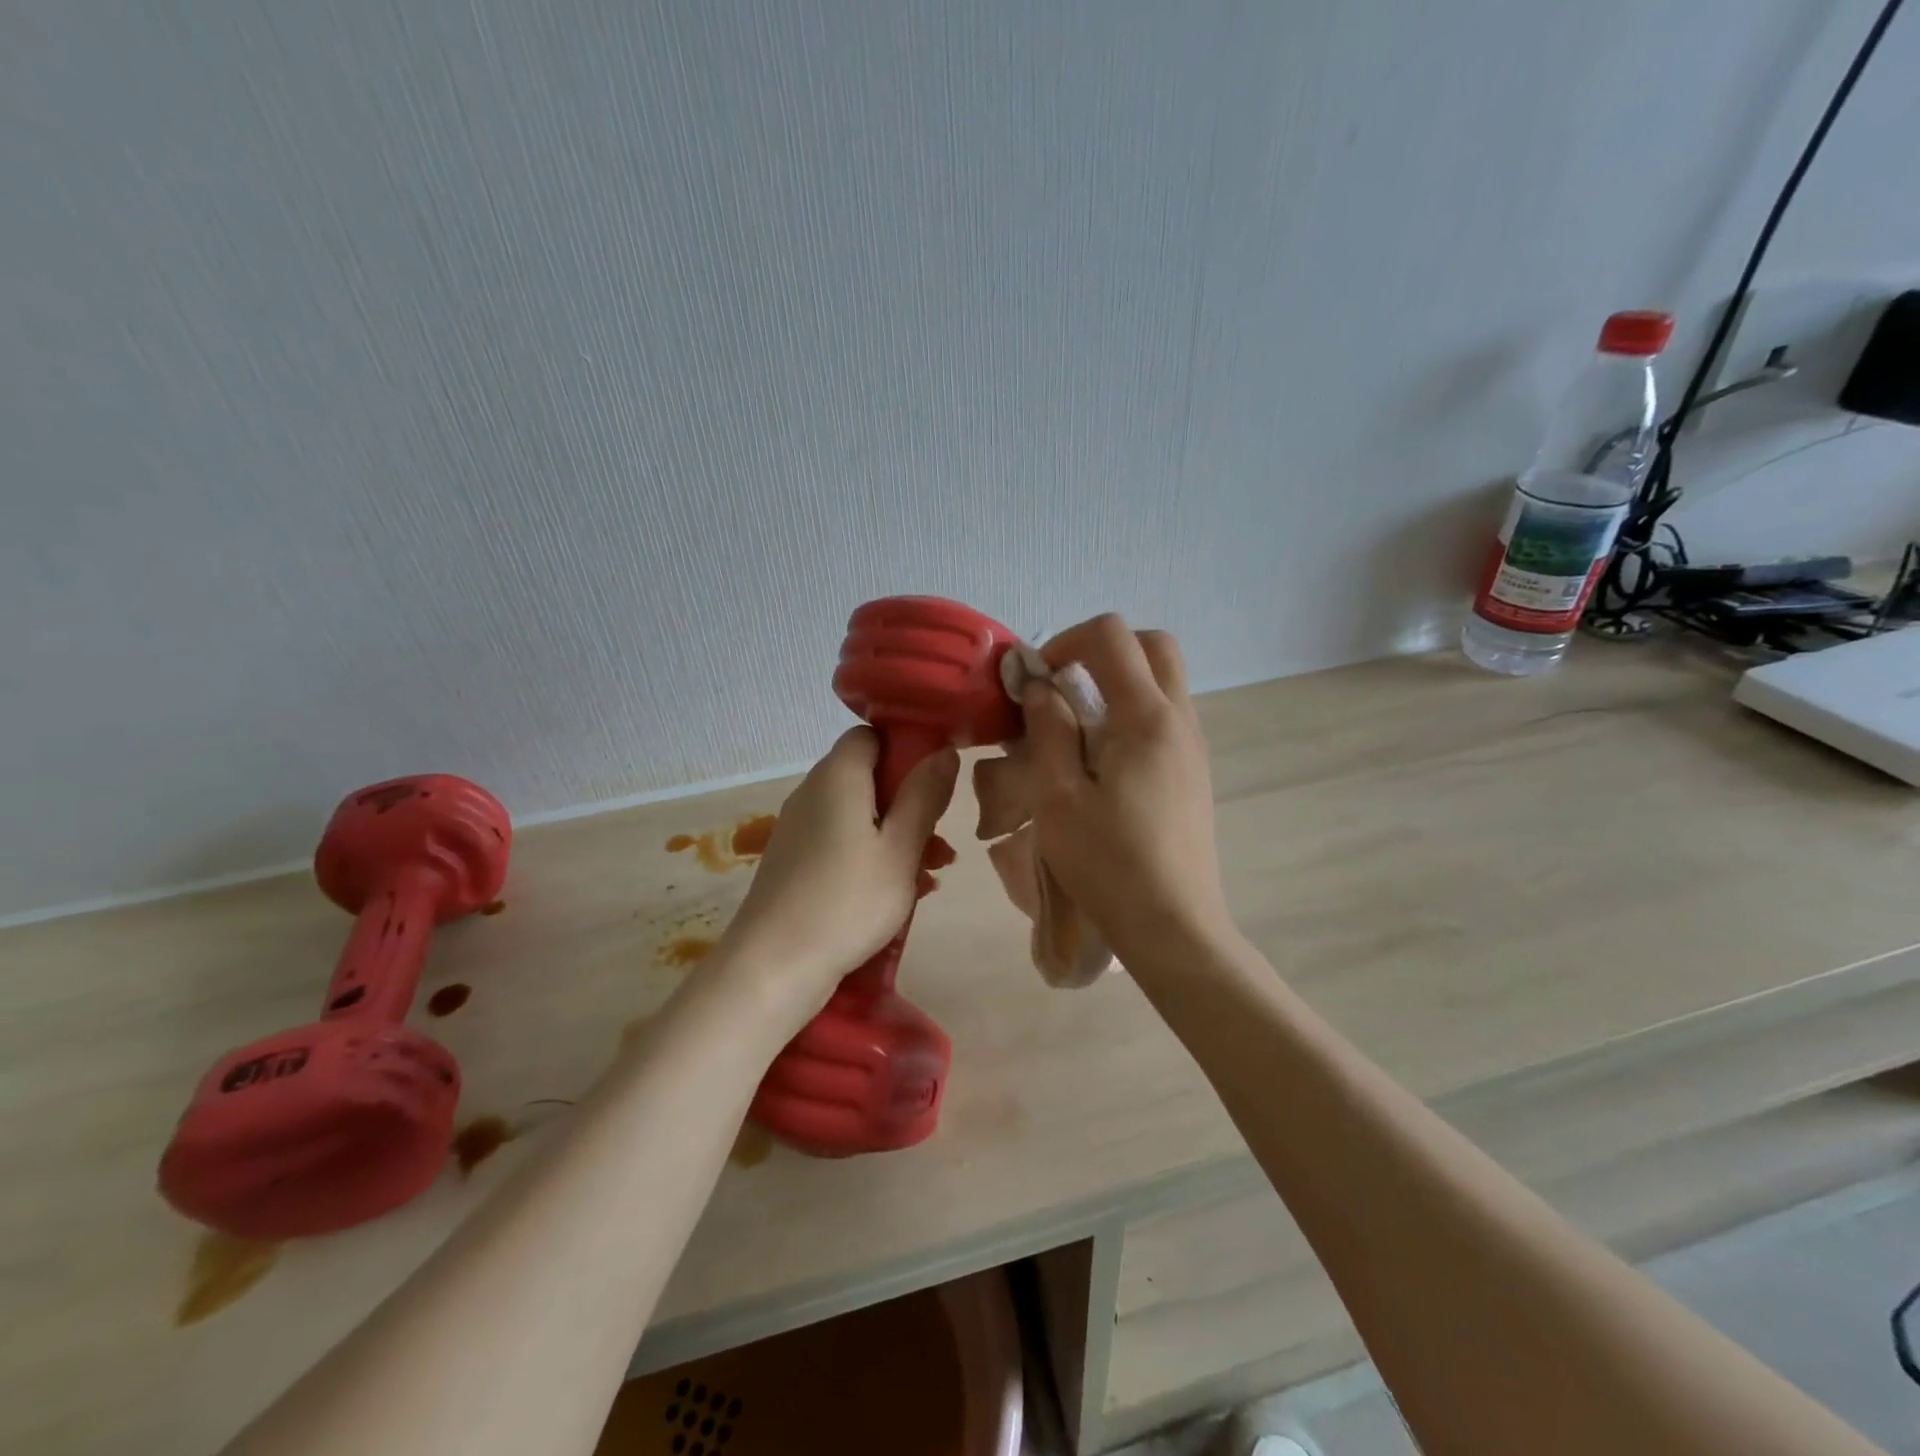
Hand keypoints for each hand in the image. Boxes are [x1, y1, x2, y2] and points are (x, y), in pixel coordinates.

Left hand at [719, 728, 958, 1018]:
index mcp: (837, 777)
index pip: (870, 736)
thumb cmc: (847, 901)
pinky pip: (842, 842)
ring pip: (858, 814)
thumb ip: (924, 796)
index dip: (905, 748)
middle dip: (909, 802)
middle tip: (939, 838)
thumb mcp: (900, 849)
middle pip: (868, 777)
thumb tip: (943, 750)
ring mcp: (799, 828)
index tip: (935, 780)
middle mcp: (812, 793)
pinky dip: (872, 855)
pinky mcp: (794, 861)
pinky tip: (901, 891)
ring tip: (932, 871)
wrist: (773, 966)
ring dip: (896, 834)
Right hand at [1015, 615, 1231, 965]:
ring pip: (1163, 680)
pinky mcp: (1194, 772)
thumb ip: (1049, 731)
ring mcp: (1193, 747)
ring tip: (1075, 727)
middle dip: (1102, 649)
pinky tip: (1101, 760)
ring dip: (1118, 681)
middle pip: (1153, 645)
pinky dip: (1132, 711)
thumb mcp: (1058, 797)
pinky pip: (1165, 716)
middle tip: (1062, 686)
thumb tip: (1042, 687)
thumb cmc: (1108, 865)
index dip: (1066, 640)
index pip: (1113, 636)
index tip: (1036, 680)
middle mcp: (1180, 720)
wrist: (1174, 927)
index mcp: (1146, 719)